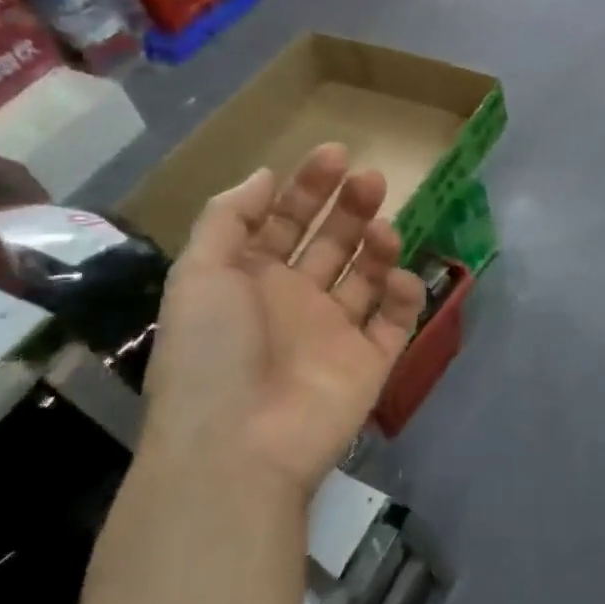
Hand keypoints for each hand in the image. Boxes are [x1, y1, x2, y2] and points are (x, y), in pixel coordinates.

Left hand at [144, 145, 426, 494]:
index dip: (309, 187)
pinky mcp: (370, 362)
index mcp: (251, 279)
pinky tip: (400, 279)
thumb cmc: (212, 353)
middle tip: (372, 179)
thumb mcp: (200, 273)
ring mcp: (335, 332)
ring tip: (385, 229)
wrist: (237, 448)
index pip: (285, 222)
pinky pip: (396, 321)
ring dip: (379, 246)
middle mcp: (295, 301)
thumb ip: (230, 217)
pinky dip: (404, 295)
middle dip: (351, 207)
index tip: (336, 154)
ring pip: (367, 276)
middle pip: (331, 242)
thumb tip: (266, 175)